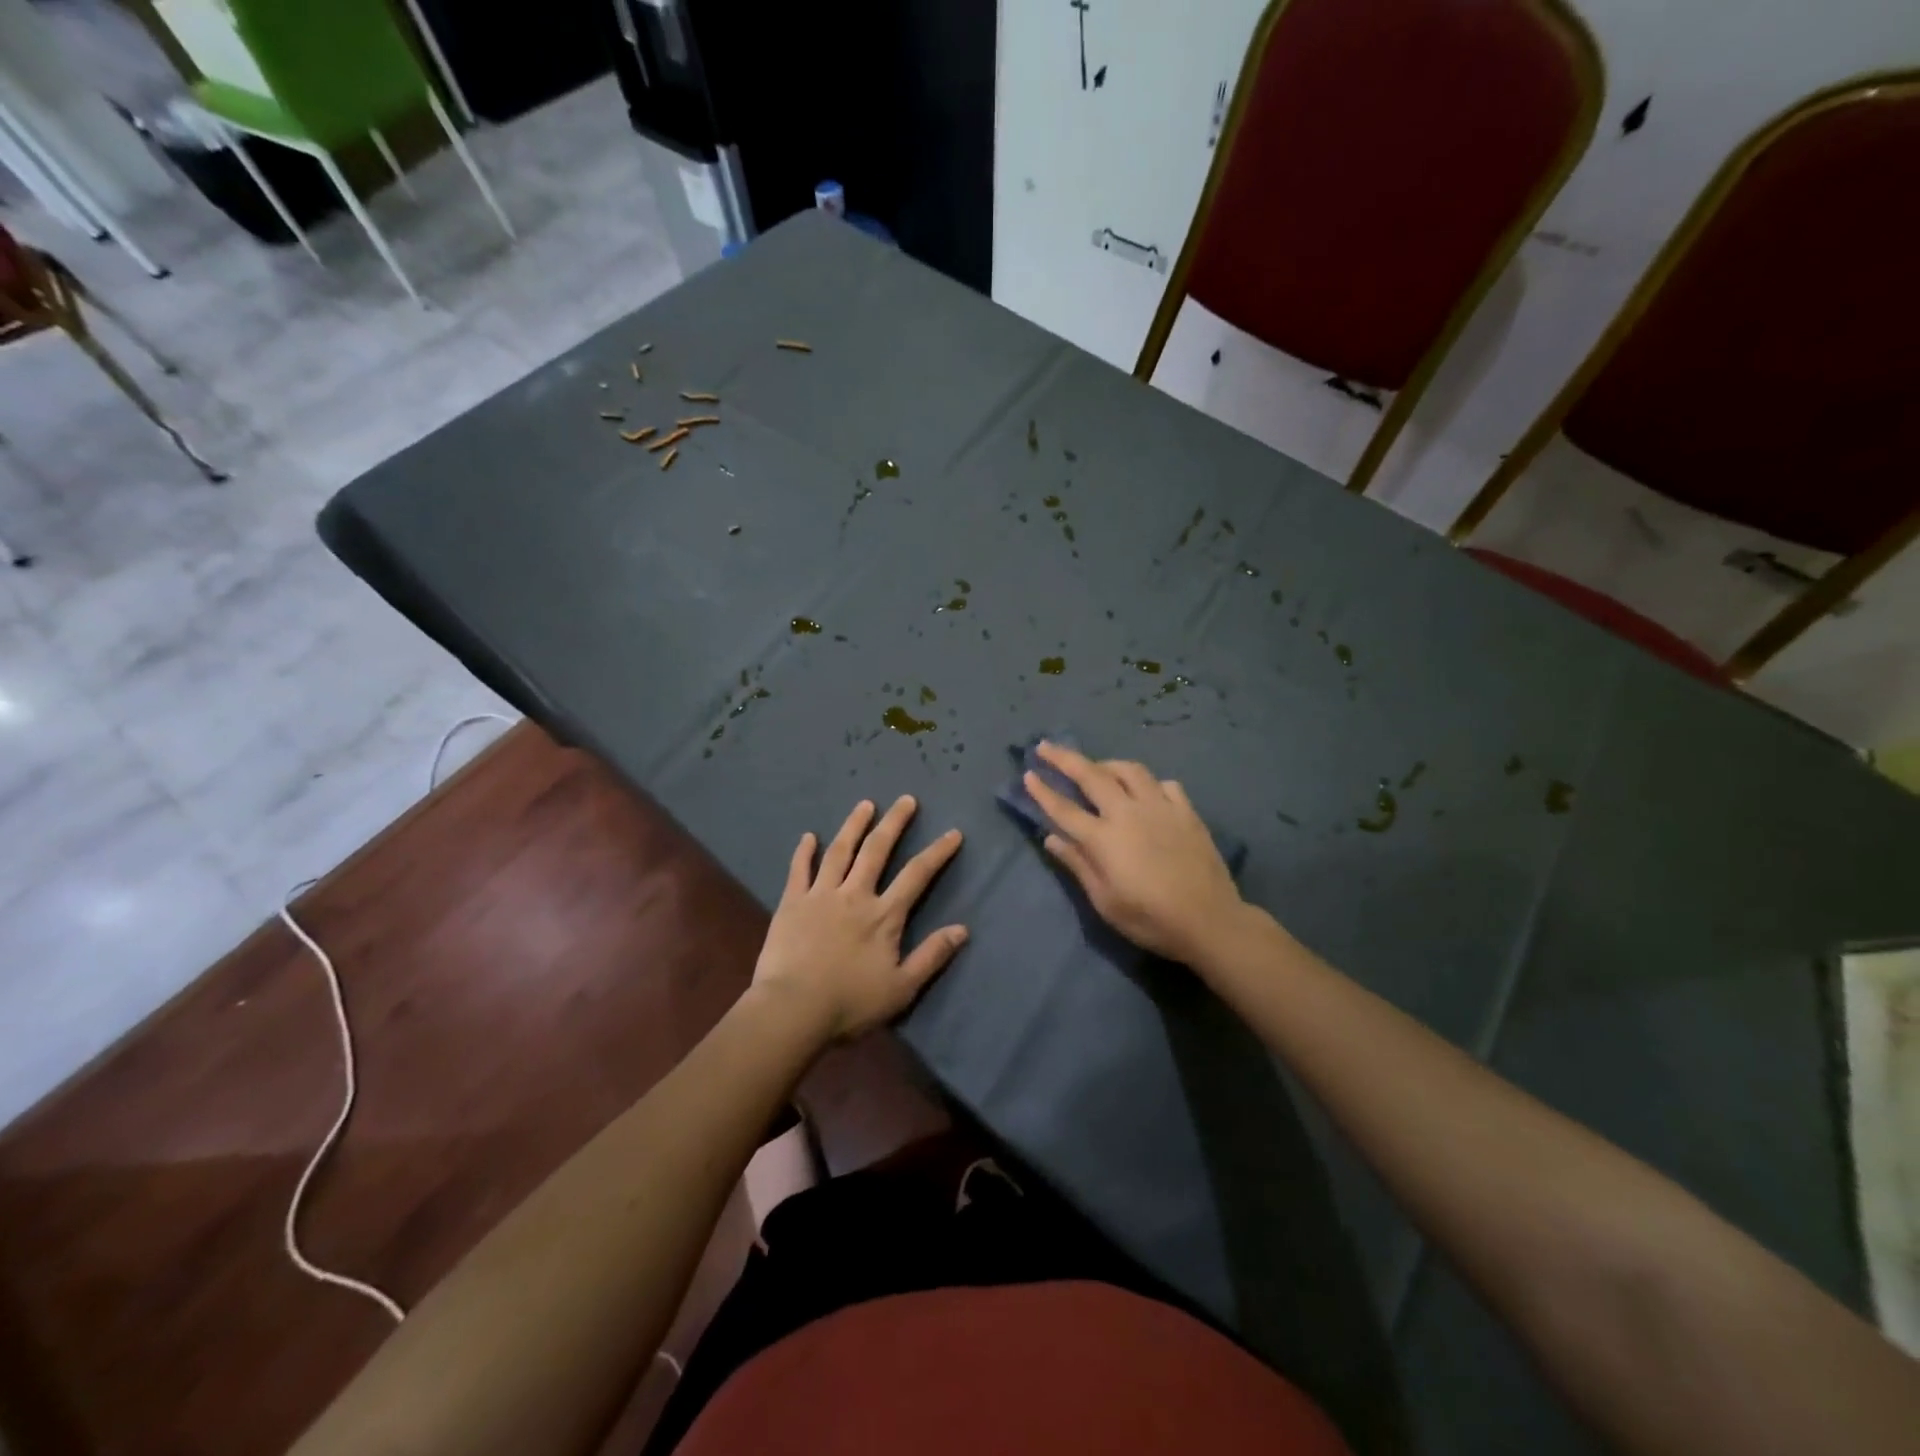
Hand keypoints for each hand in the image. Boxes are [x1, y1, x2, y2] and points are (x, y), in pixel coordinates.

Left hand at [751, 796, 966, 1041]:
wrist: (792, 1009)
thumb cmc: (850, 1003)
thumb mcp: (901, 988)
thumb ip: (931, 956)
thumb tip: (962, 929)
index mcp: (884, 915)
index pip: (917, 875)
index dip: (937, 852)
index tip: (953, 832)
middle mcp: (855, 895)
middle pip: (877, 850)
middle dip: (894, 823)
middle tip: (906, 800)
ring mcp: (821, 895)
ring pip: (840, 851)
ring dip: (854, 825)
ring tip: (865, 805)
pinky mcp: (792, 903)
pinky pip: (799, 870)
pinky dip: (804, 852)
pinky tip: (809, 836)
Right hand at [1023, 741, 1245, 966]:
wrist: (1209, 921)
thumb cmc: (1150, 919)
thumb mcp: (1105, 901)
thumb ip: (1078, 864)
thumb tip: (1052, 838)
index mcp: (1104, 838)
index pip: (1064, 809)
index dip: (1043, 791)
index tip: (1028, 774)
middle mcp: (1129, 813)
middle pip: (1092, 775)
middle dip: (1065, 758)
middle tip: (1046, 746)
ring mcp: (1160, 808)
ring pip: (1130, 770)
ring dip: (1107, 764)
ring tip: (1097, 767)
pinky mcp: (1186, 812)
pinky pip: (1164, 784)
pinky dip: (1148, 783)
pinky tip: (1145, 792)